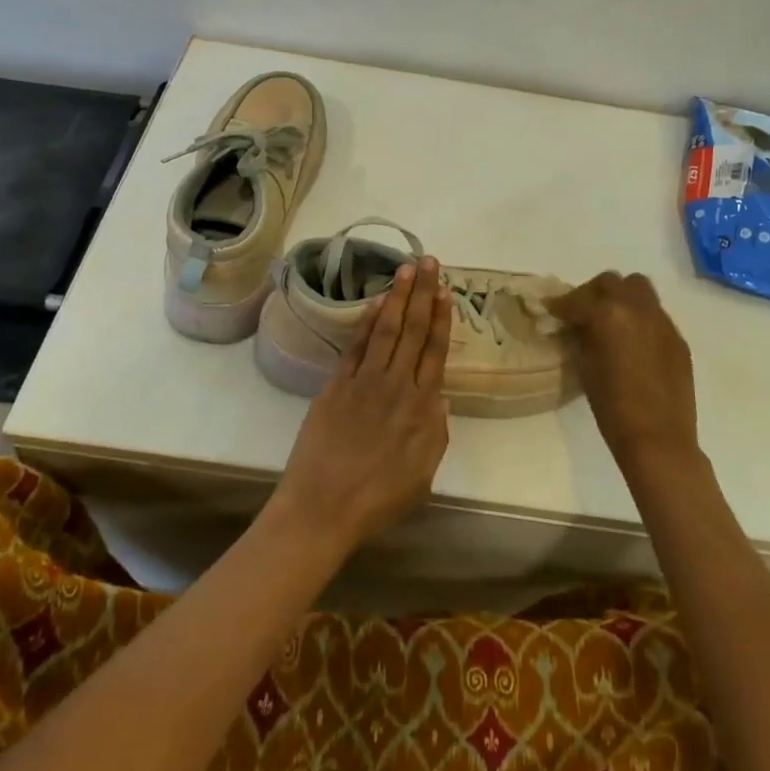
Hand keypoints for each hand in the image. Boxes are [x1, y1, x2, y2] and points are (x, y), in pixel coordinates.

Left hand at [273, 258, 451, 553]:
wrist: (323, 508)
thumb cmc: (378, 500)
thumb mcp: (423, 474)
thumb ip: (436, 432)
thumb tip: (441, 398)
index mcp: (422, 407)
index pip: (435, 351)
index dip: (442, 318)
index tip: (446, 291)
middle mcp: (396, 385)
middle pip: (413, 331)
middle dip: (423, 294)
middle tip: (429, 262)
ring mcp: (364, 381)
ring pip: (386, 330)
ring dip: (398, 297)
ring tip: (406, 269)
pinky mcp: (336, 385)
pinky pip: (356, 346)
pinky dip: (367, 322)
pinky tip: (375, 303)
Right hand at [547, 272, 698, 471]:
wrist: (659, 439)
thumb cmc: (612, 407)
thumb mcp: (585, 367)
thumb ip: (581, 338)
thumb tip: (578, 327)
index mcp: (609, 314)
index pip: (578, 299)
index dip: (562, 305)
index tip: (553, 311)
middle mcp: (638, 308)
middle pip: (611, 282)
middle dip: (593, 293)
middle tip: (582, 314)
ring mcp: (662, 322)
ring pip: (639, 290)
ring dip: (621, 298)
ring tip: (611, 322)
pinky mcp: (678, 339)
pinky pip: (655, 315)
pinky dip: (640, 319)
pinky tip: (633, 344)